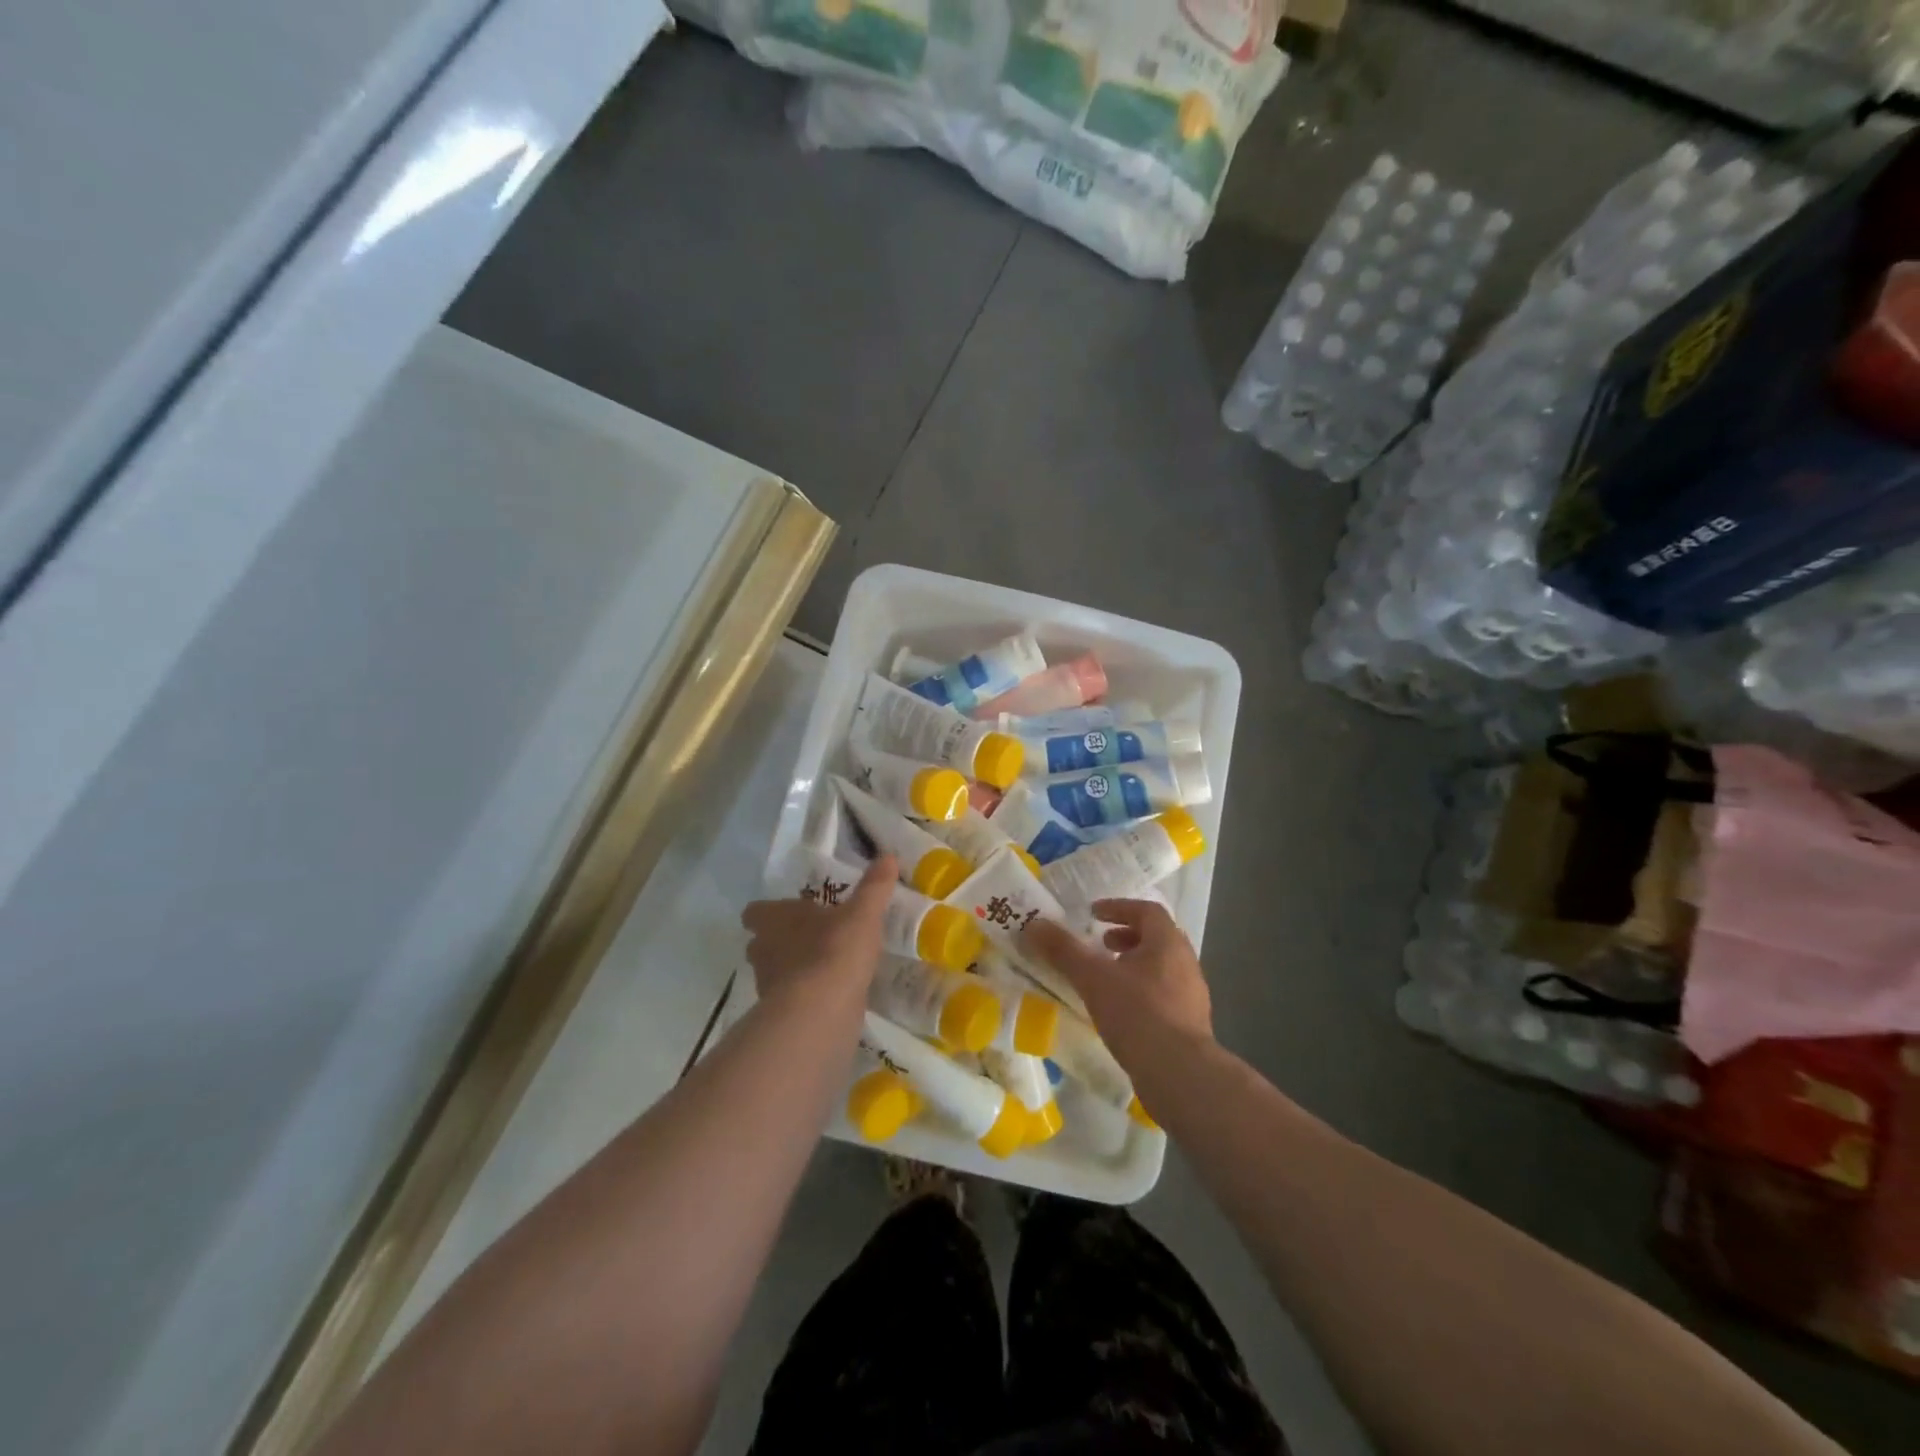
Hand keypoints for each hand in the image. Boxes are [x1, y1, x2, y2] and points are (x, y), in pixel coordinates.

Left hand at [741, 854, 895, 1005]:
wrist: (820, 1012)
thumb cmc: (834, 950)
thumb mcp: (862, 914)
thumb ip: (874, 888)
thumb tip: (887, 857)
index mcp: (775, 919)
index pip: (756, 912)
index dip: (769, 912)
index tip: (791, 912)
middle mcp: (763, 950)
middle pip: (762, 942)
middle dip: (782, 940)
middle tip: (812, 937)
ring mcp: (768, 986)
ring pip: (775, 971)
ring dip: (794, 969)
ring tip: (825, 966)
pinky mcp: (780, 1015)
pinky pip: (790, 1000)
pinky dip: (806, 996)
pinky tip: (831, 995)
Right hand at [1022, 898, 1212, 1071]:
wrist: (1180, 1074)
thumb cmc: (1137, 1014)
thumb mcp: (1092, 978)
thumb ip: (1064, 950)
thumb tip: (1034, 924)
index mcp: (1168, 943)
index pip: (1147, 910)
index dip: (1119, 908)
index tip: (1093, 914)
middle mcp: (1186, 962)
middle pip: (1157, 937)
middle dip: (1126, 936)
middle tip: (1100, 944)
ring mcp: (1192, 995)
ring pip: (1161, 967)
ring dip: (1134, 964)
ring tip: (1106, 978)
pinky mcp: (1191, 1024)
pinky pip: (1165, 994)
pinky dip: (1142, 990)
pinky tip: (1122, 1010)